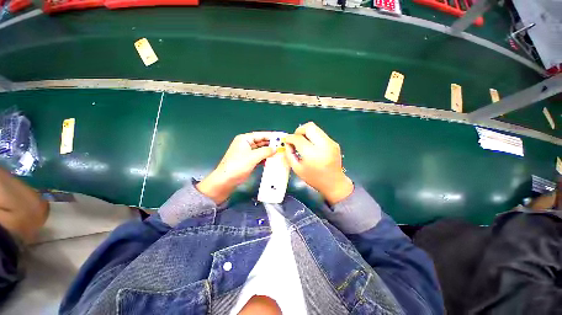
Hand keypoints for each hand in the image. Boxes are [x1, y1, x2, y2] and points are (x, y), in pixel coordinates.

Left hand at [197, 132, 274, 203]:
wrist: (225, 181)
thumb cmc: (238, 165)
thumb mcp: (253, 157)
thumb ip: (265, 151)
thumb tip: (276, 148)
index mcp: (245, 139)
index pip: (261, 135)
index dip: (271, 136)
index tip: (281, 137)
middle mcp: (246, 144)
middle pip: (261, 142)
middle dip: (271, 144)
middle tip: (283, 146)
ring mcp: (247, 153)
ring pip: (261, 150)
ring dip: (269, 152)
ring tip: (280, 153)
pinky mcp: (248, 161)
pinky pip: (259, 157)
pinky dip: (265, 158)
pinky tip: (273, 160)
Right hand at [284, 122, 352, 204]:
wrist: (334, 183)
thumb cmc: (314, 179)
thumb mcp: (297, 169)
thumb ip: (289, 155)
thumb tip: (287, 143)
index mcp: (312, 154)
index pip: (298, 138)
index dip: (290, 138)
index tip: (287, 141)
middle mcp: (323, 145)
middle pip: (309, 127)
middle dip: (299, 130)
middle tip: (295, 139)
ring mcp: (331, 143)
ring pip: (315, 128)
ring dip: (306, 133)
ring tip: (303, 142)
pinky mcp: (334, 143)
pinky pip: (320, 134)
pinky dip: (313, 137)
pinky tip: (311, 146)